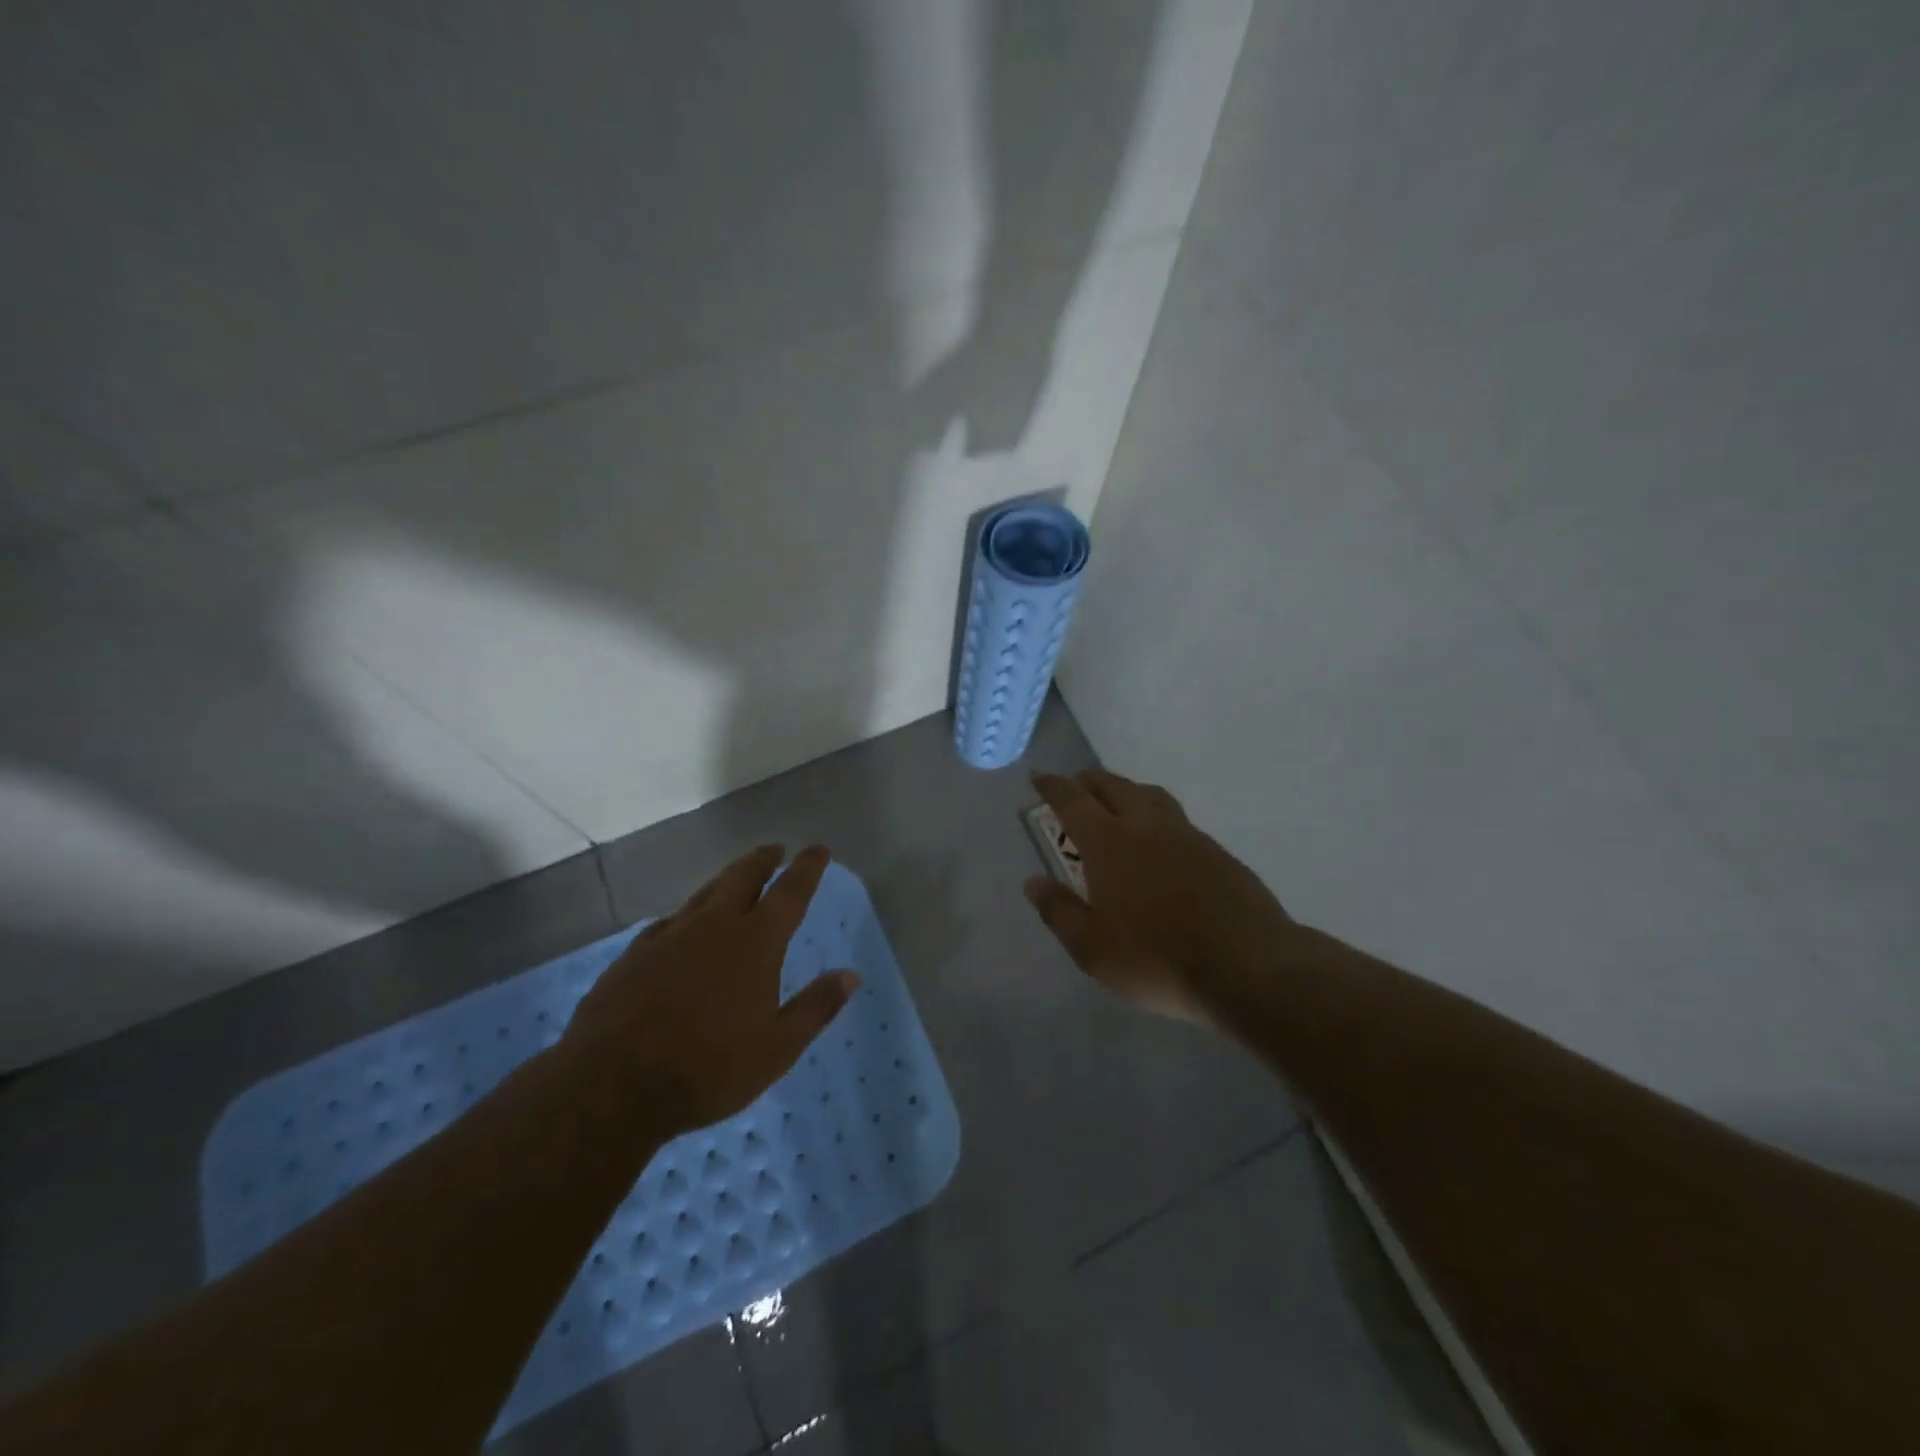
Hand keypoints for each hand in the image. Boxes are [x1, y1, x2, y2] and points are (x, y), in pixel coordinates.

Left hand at [561, 844, 859, 1136]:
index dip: (807, 868)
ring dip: (725, 879)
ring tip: (735, 877)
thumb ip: (816, 1007)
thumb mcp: (777, 1048)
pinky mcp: (634, 955)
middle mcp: (714, 926)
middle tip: (775, 850)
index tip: (818, 849)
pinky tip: (681, 925)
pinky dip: (686, 915)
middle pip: (742, 877)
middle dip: (763, 860)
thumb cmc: (708, 1069)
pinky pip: (668, 921)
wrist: (611, 1085)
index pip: (790, 892)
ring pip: (704, 893)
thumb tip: (851, 975)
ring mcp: (669, 937)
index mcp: (756, 943)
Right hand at [1025, 770, 1293, 1025]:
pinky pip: (1178, 819)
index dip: (1053, 786)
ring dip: (1127, 790)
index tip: (1039, 777)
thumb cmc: (1157, 959)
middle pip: (1114, 787)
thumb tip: (1033, 882)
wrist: (1247, 966)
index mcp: (1109, 844)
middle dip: (1090, 781)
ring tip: (1117, 800)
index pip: (1073, 801)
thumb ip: (1060, 912)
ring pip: (1151, 796)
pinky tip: (1160, 841)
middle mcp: (1147, 827)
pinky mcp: (1218, 853)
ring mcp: (1187, 836)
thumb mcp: (1093, 948)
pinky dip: (1157, 815)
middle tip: (1075, 783)